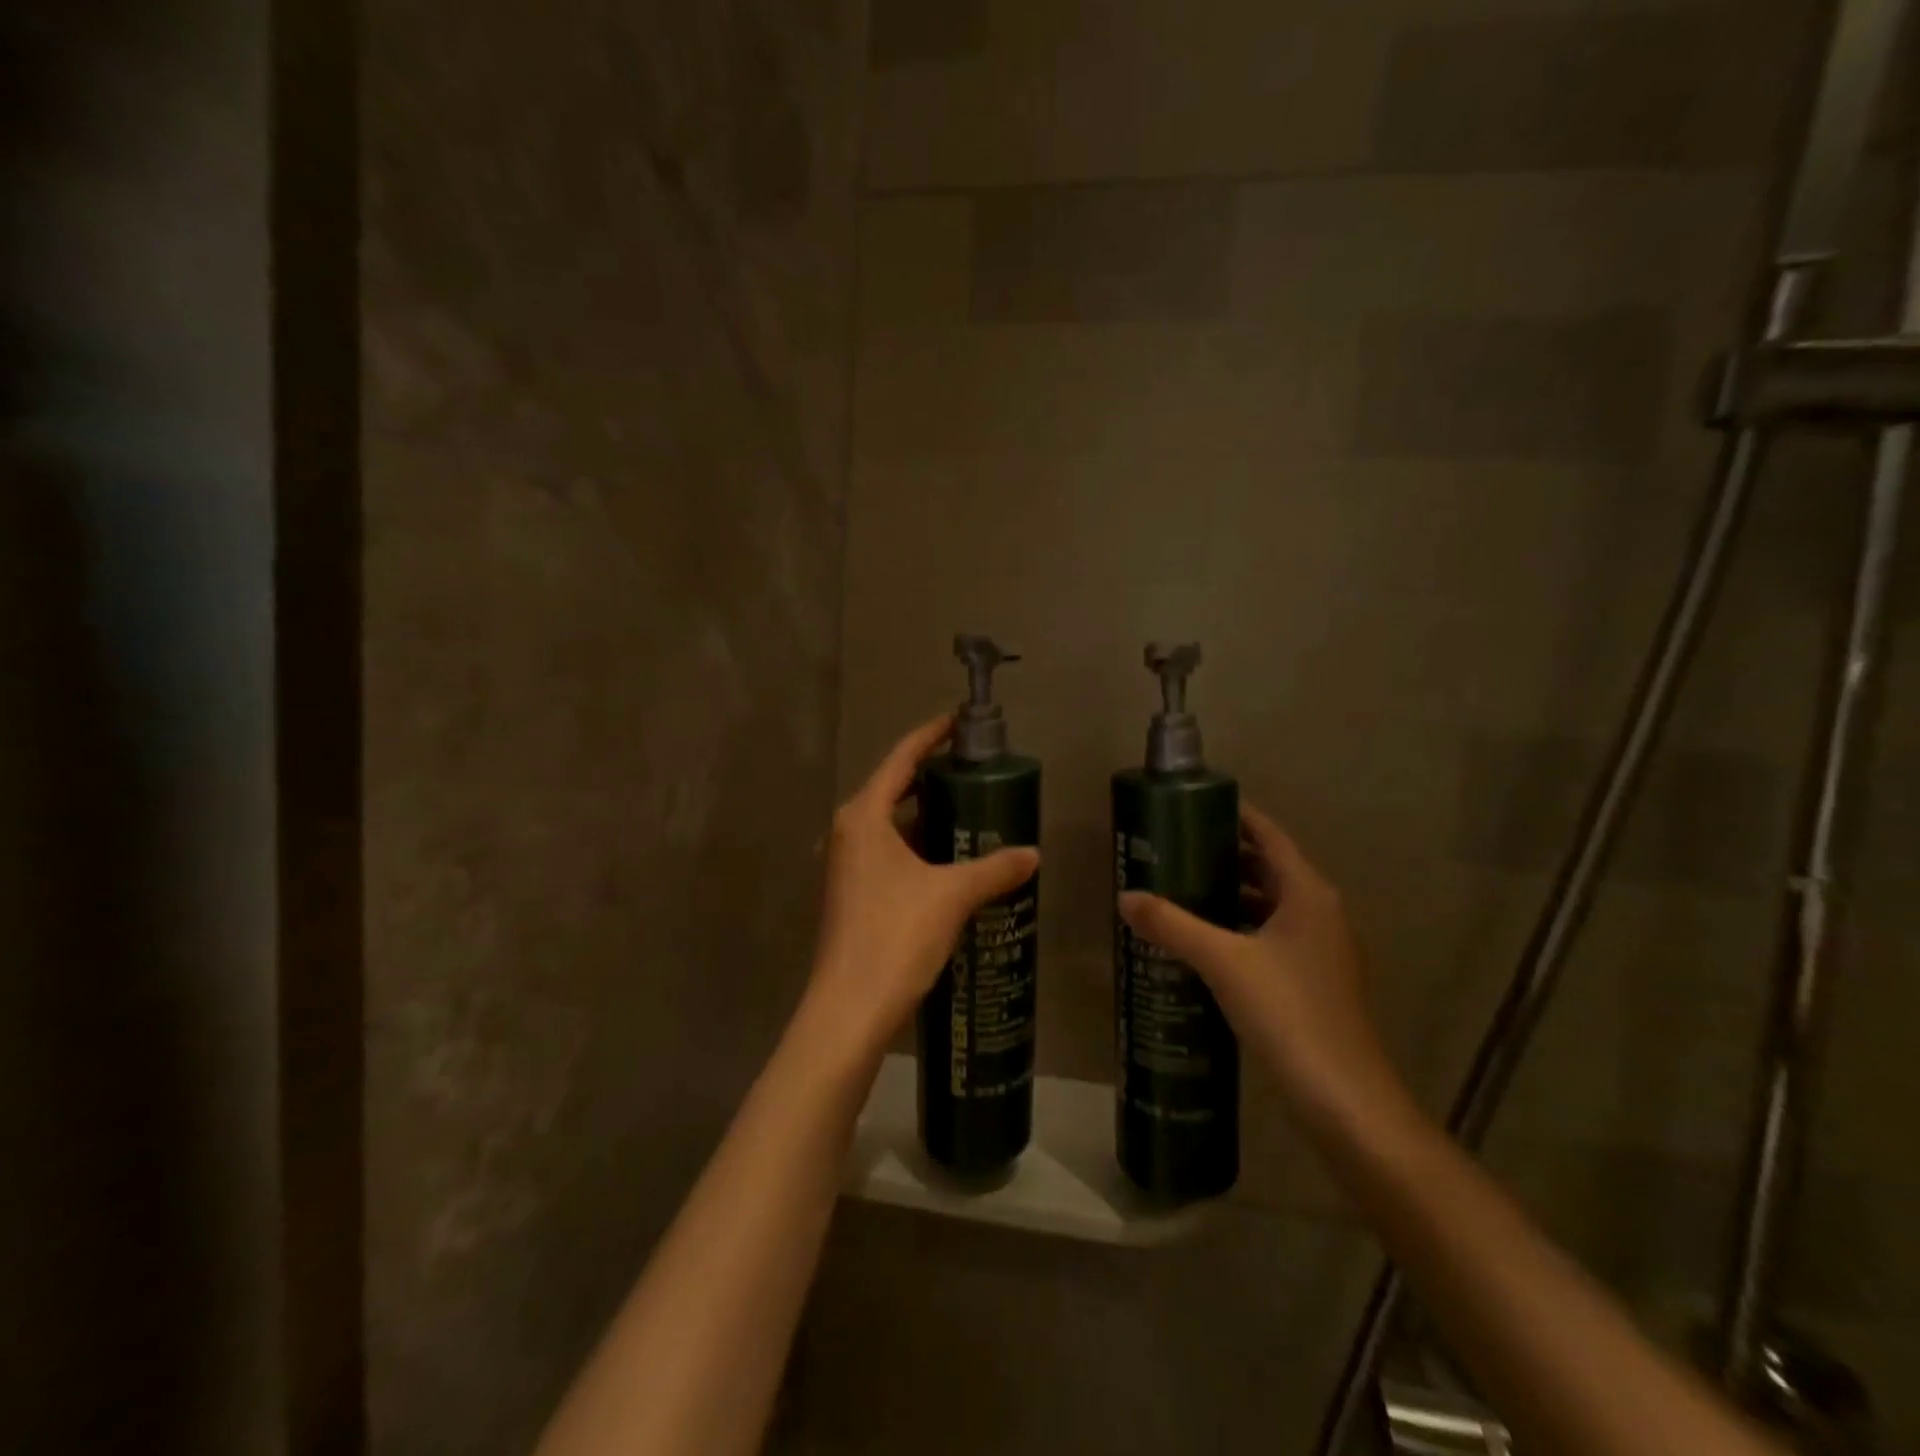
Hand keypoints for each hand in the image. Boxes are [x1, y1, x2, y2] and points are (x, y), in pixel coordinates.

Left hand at [803, 714, 1039, 1062]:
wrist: (850, 1008)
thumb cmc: (895, 936)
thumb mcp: (952, 895)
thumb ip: (994, 869)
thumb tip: (1033, 855)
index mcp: (863, 816)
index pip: (900, 759)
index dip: (929, 736)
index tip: (957, 722)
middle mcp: (847, 832)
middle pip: (892, 789)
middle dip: (931, 778)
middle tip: (974, 771)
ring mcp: (843, 864)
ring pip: (889, 825)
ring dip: (924, 817)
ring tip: (969, 812)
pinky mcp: (848, 892)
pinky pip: (886, 853)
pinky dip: (915, 847)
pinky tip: (947, 861)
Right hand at [1117, 807, 1406, 1136]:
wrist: (1344, 1098)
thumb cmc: (1289, 1013)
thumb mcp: (1223, 962)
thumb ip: (1172, 925)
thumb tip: (1126, 896)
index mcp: (1308, 894)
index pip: (1269, 835)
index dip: (1235, 815)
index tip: (1191, 805)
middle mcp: (1320, 912)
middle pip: (1269, 867)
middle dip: (1223, 855)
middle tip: (1173, 848)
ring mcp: (1320, 948)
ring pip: (1269, 904)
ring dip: (1230, 894)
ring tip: (1180, 889)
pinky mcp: (1313, 980)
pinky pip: (1270, 935)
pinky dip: (1239, 927)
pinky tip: (1204, 941)